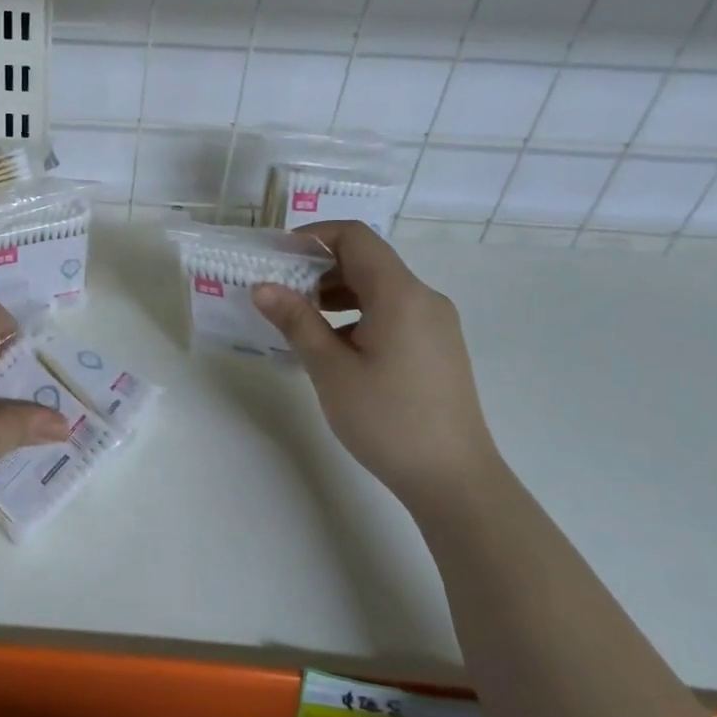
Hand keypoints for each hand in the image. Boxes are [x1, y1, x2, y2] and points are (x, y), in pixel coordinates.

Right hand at [252, 222, 504, 511]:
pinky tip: (334, 347)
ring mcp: (435, 323)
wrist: (454, 479)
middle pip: (366, 260)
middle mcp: (423, 298)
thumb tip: (262, 286)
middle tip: (279, 292)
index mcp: (400, 294)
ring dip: (336, 293)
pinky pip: (392, 311)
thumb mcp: (330, 369)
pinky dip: (358, 314)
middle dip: (319, 267)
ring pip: (379, 288)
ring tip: (300, 321)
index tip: (277, 257)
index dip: (313, 236)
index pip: (355, 237)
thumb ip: (296, 320)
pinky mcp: (437, 347)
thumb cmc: (387, 419)